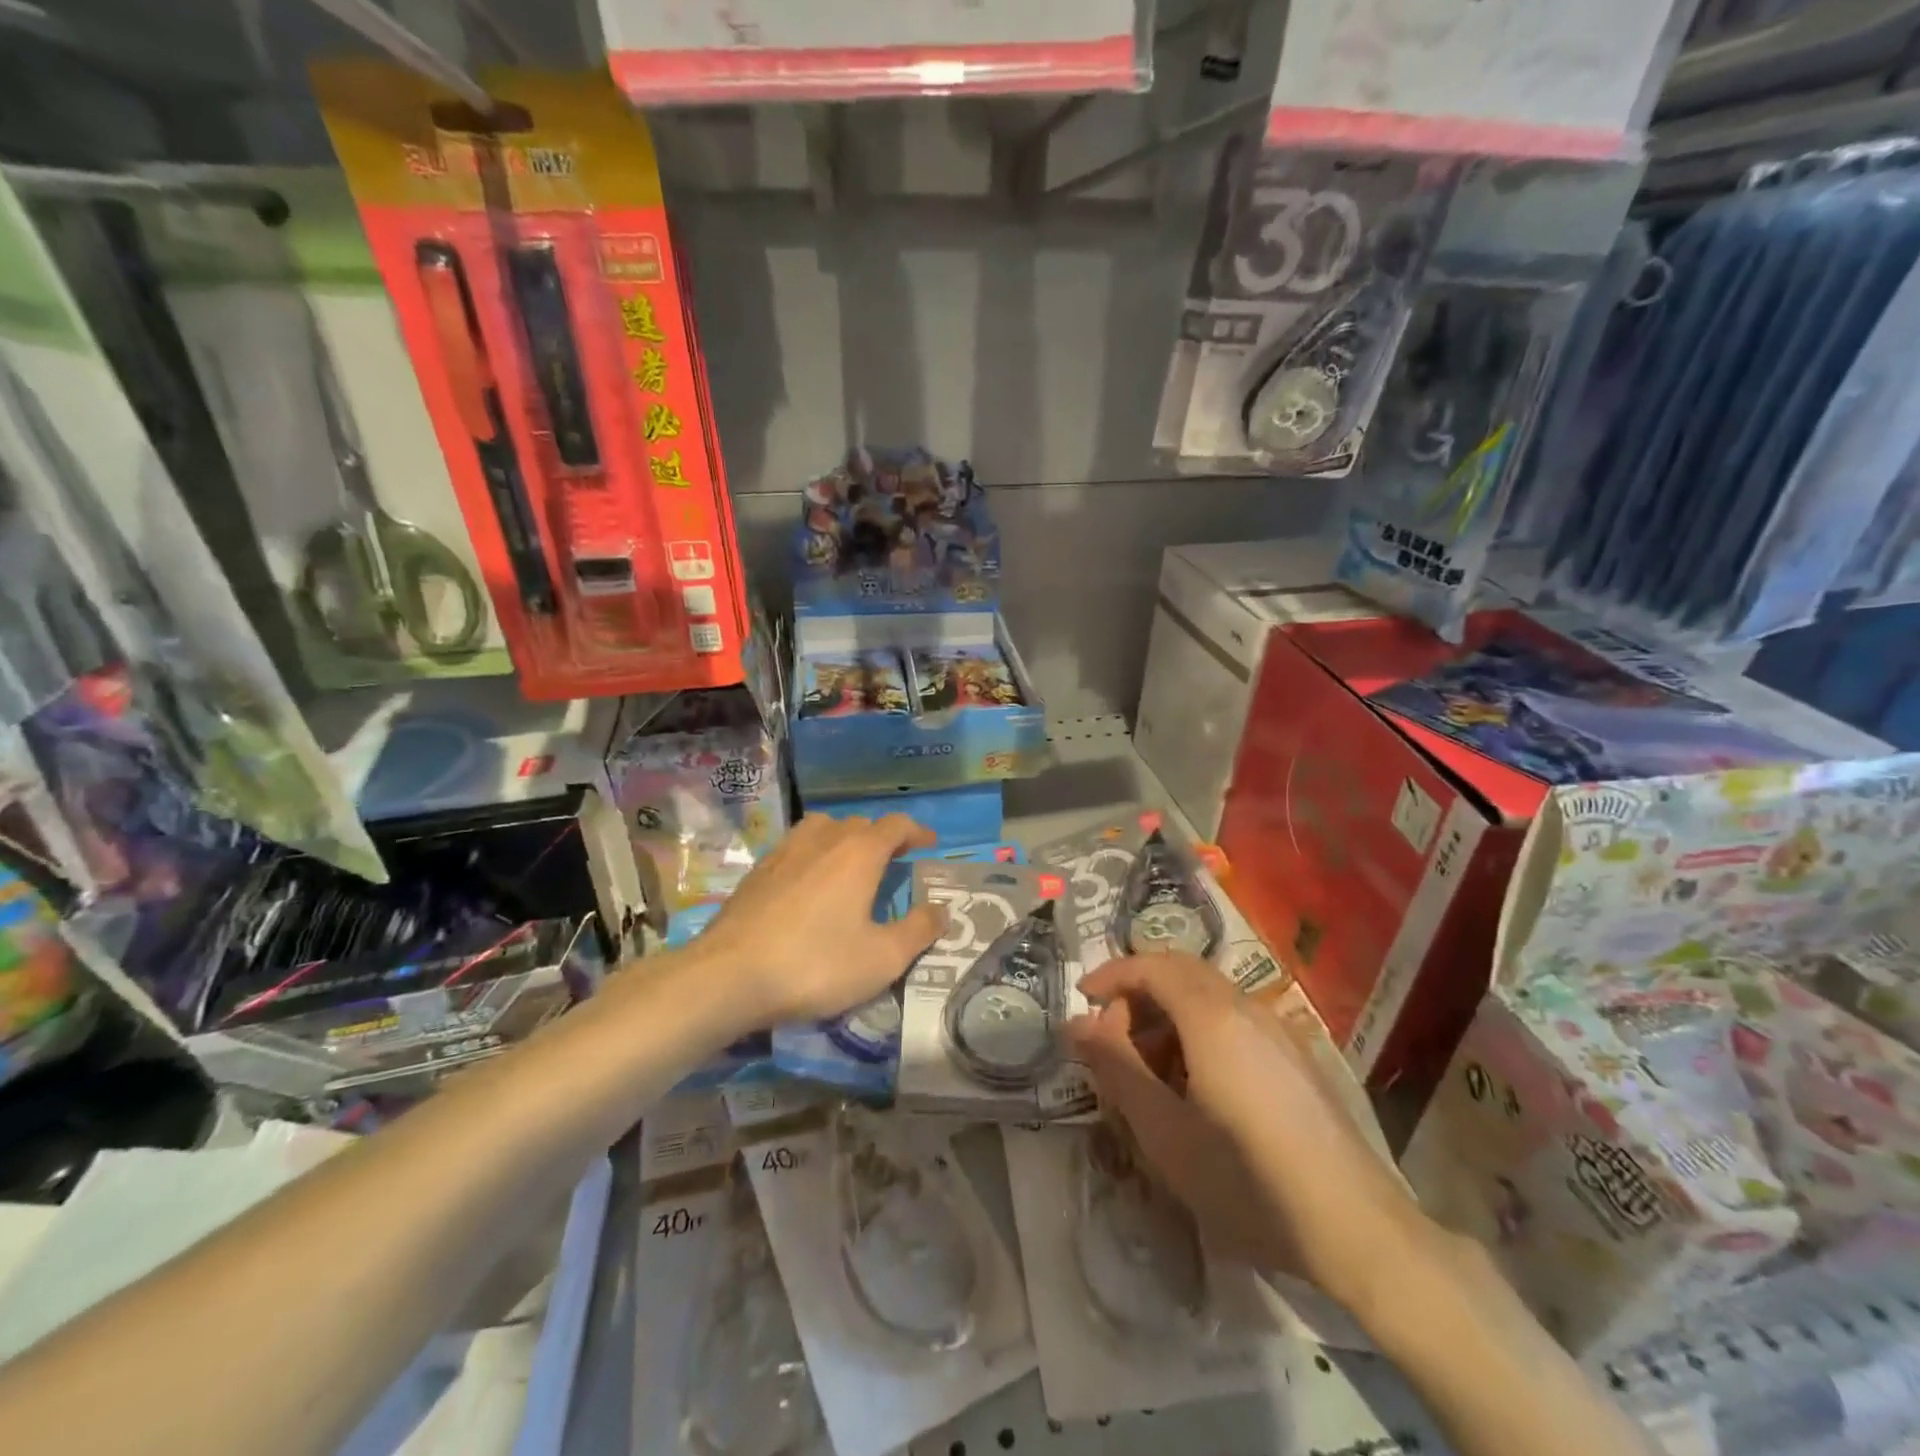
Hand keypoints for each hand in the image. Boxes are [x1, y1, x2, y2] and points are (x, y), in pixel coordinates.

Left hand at [691, 813, 943, 1028]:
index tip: (929, 844)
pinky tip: (809, 884)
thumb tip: (942, 910)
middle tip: (894, 863)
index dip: (916, 832)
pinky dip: (813, 856)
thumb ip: (918, 931)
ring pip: (823, 830)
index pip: (896, 825)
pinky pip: (796, 848)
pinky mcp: (758, 871)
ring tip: (850, 866)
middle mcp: (824, 839)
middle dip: (882, 838)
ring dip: (844, 841)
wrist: (729, 975)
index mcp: (859, 852)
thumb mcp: (881, 958)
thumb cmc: (816, 964)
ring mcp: (785, 851)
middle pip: (860, 824)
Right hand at [1066, 955, 1427, 1309]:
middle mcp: (1247, 1008)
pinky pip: (1235, 1020)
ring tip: (1149, 1071)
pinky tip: (1198, 1088)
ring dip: (1168, 1014)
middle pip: (1181, 971)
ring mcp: (1278, 1031)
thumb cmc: (1246, 1180)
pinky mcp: (1297, 1058)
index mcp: (1212, 1016)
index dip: (1111, 974)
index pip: (1151, 966)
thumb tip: (1075, 1023)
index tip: (1082, 1000)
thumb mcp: (1164, 1131)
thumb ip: (1115, 1067)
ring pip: (1209, 996)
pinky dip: (1200, 1031)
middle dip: (1138, 992)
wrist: (1357, 1230)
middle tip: (1110, 1036)